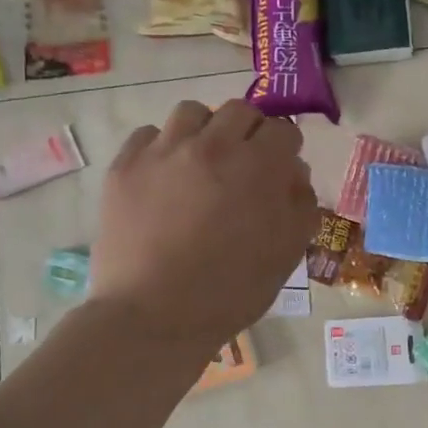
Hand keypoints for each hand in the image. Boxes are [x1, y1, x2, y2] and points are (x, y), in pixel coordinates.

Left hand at [90, 100, 318, 351]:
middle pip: (239, 111)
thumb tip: (294, 174)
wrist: (153, 316)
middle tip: (242, 165)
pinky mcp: (126, 165)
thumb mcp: (286, 254)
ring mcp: (164, 151)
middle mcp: (212, 145)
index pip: (283, 131)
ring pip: (192, 113)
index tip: (278, 170)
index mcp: (259, 166)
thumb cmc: (230, 291)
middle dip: (249, 133)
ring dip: (205, 131)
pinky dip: (162, 149)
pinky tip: (163, 178)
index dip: (285, 151)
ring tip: (200, 163)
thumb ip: (301, 205)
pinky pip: (149, 135)